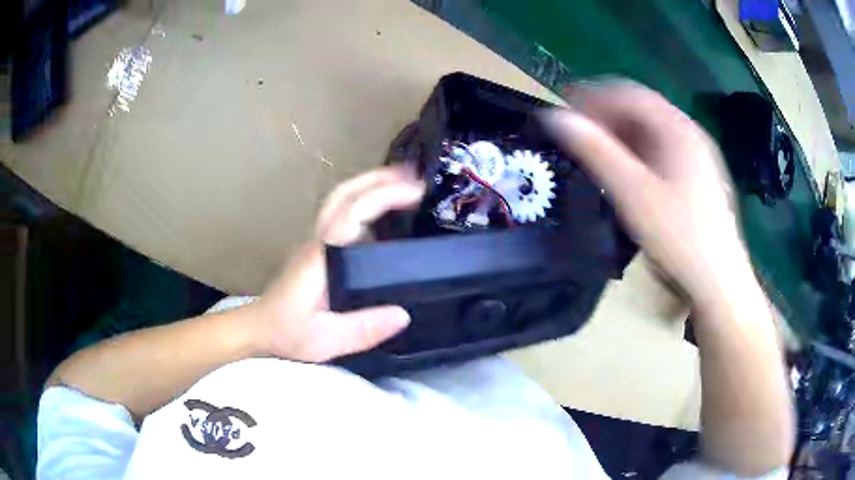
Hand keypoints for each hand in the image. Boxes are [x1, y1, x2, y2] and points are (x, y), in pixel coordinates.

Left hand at [250, 166, 425, 361]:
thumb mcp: (327, 339)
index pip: (352, 212)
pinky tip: (383, 214)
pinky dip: (364, 201)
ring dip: (371, 185)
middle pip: (344, 193)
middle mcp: (318, 240)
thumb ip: (364, 328)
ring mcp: (315, 240)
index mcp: (321, 256)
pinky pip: (341, 213)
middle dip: (379, 178)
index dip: (384, 196)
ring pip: (340, 199)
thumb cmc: (287, 332)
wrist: (258, 328)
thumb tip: (404, 314)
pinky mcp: (317, 247)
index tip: (415, 192)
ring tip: (403, 185)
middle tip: (413, 176)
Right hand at [543, 80, 748, 307]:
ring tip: (600, 156)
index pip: (629, 94)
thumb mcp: (633, 193)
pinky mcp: (701, 176)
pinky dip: (640, 153)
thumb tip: (555, 118)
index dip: (593, 96)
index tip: (565, 112)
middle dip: (607, 116)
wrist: (719, 281)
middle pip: (642, 110)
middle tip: (580, 137)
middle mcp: (691, 133)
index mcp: (677, 128)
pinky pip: (664, 151)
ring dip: (622, 135)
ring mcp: (699, 155)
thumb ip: (595, 152)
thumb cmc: (678, 236)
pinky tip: (631, 175)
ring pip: (653, 131)